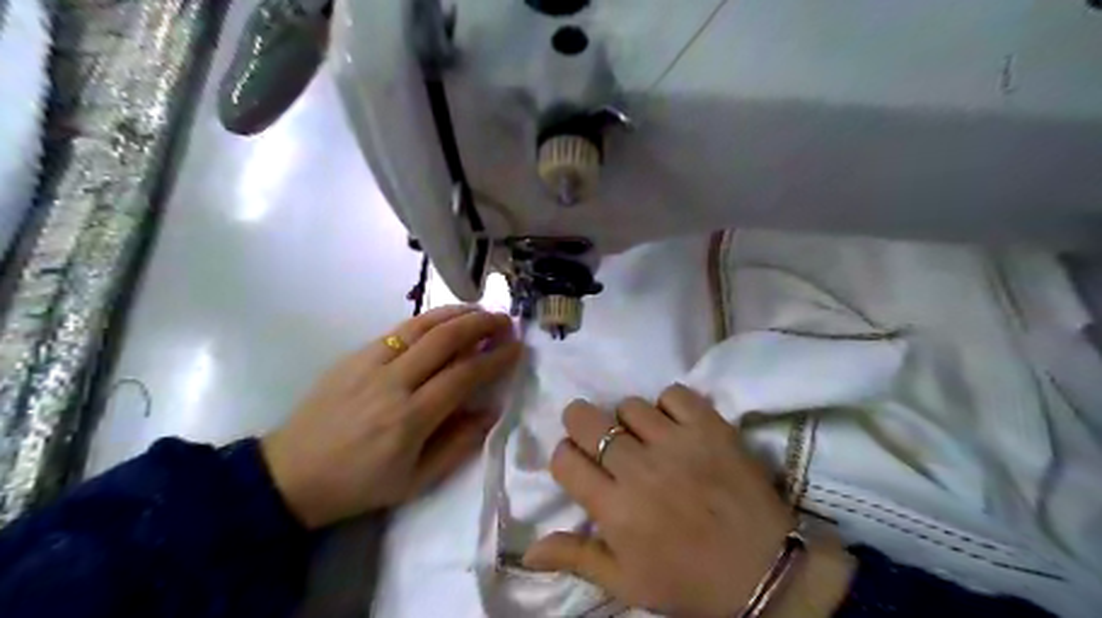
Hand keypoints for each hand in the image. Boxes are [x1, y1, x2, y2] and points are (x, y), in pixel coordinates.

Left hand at [261, 306, 520, 527]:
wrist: (290, 474)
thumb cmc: (359, 485)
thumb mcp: (416, 481)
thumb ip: (458, 445)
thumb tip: (491, 412)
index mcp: (410, 419)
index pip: (464, 376)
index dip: (495, 358)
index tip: (516, 347)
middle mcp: (393, 384)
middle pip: (445, 340)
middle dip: (482, 324)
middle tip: (505, 320)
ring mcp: (370, 364)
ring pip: (422, 326)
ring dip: (457, 313)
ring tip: (481, 310)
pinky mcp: (354, 355)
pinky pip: (399, 329)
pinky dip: (428, 319)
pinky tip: (443, 319)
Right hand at [522, 384, 851, 615]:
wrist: (764, 572)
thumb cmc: (688, 580)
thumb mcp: (626, 582)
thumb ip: (576, 558)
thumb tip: (527, 550)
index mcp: (614, 509)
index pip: (564, 458)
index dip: (566, 457)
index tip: (579, 464)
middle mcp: (639, 469)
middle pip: (586, 419)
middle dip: (581, 422)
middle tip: (597, 435)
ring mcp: (676, 443)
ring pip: (629, 405)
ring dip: (629, 419)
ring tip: (644, 437)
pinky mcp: (710, 427)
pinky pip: (674, 394)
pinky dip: (669, 405)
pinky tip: (675, 426)